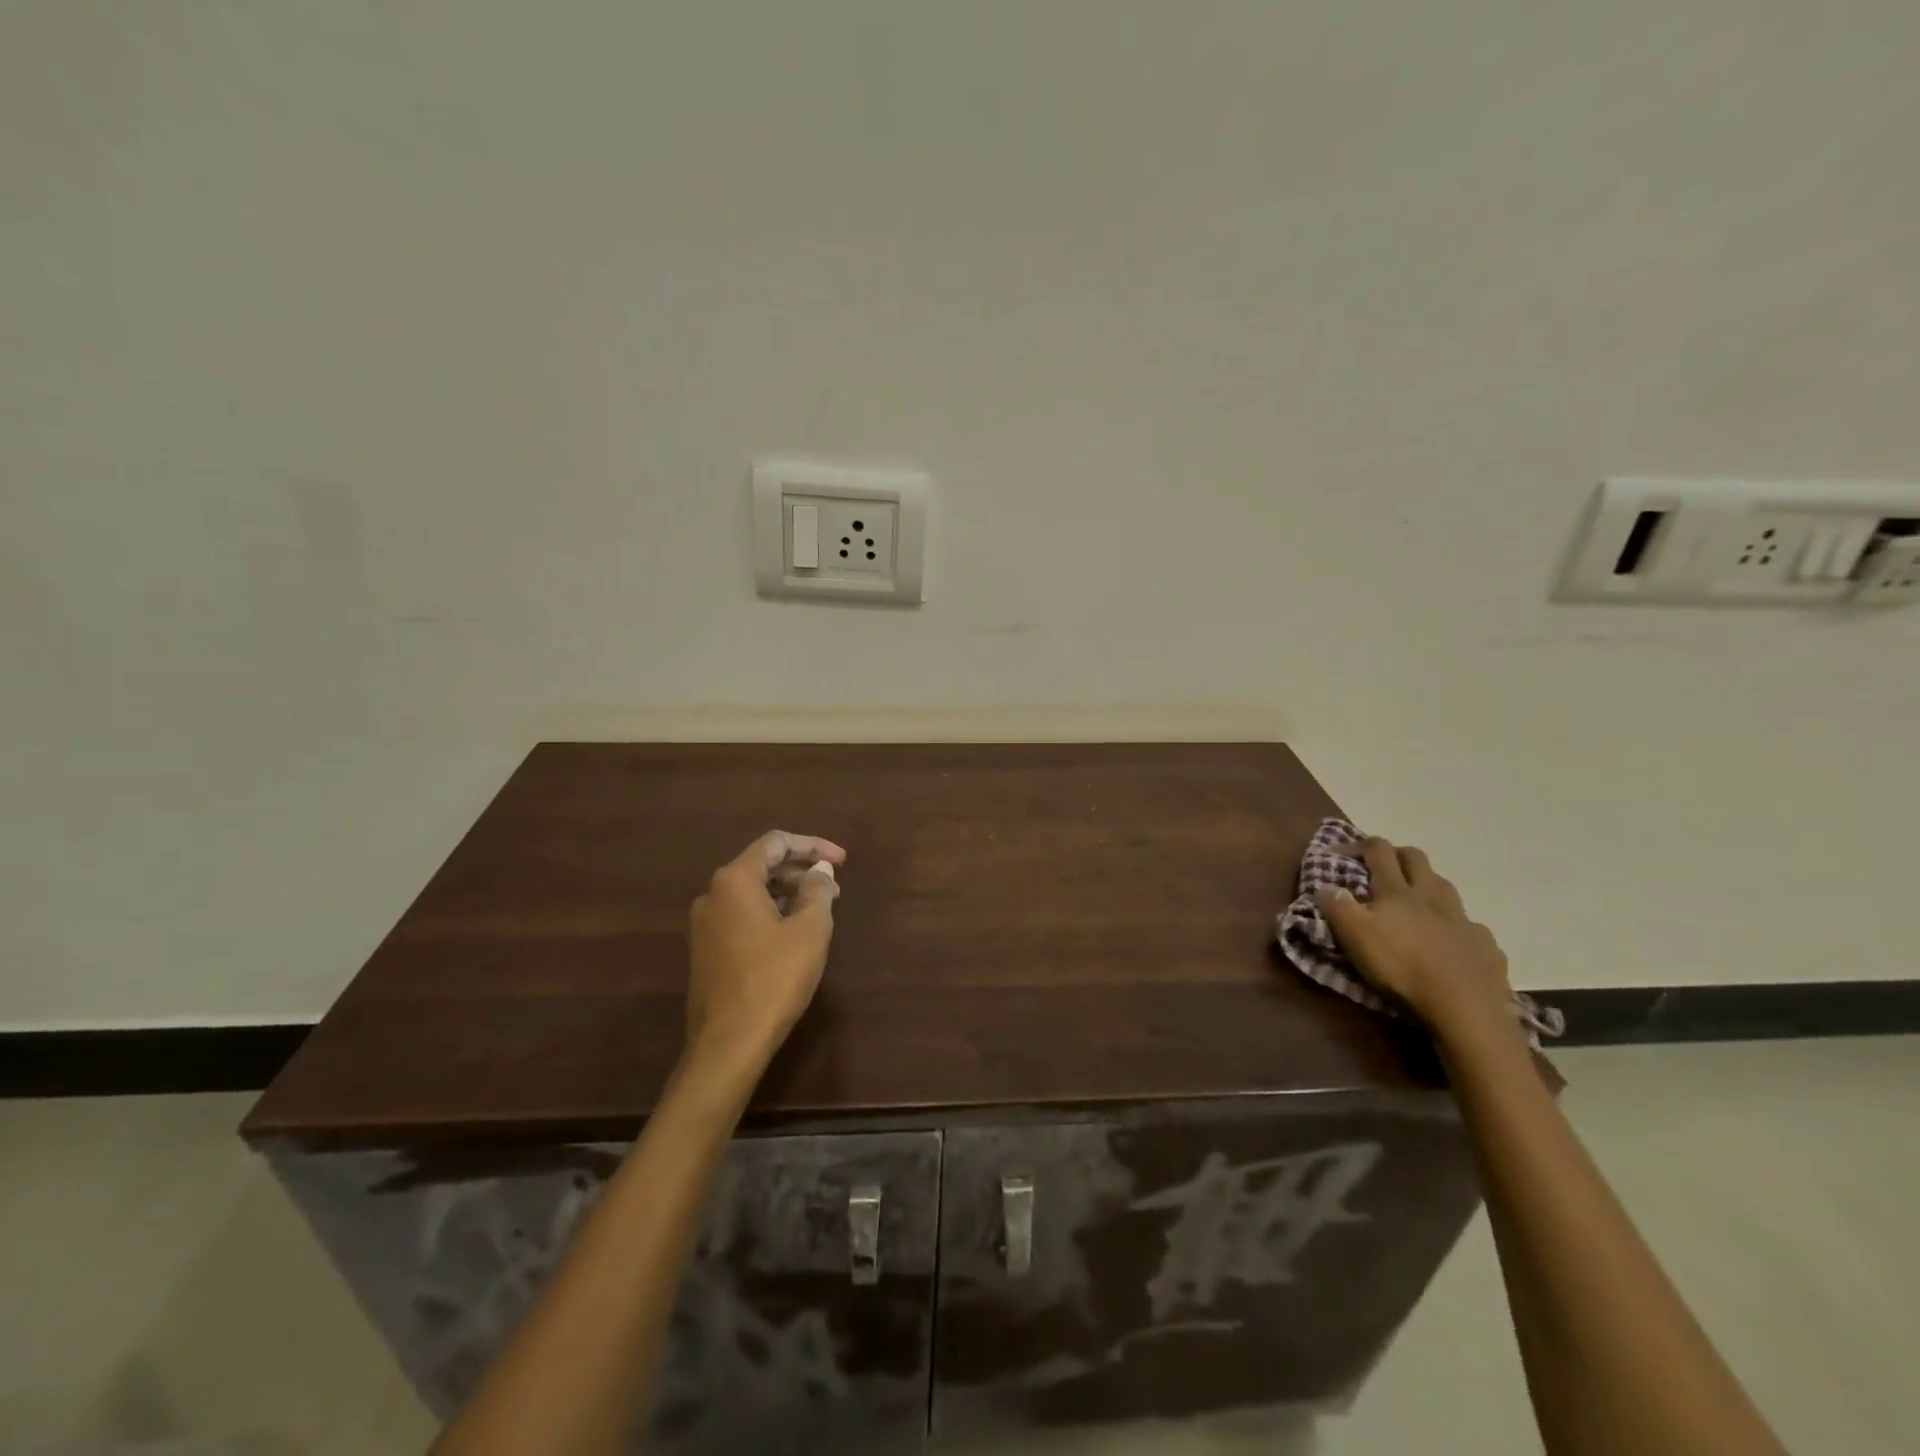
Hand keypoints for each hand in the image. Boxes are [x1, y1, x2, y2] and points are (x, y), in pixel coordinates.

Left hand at [685, 831, 845, 1072]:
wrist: (728, 1043)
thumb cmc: (774, 978)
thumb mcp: (809, 929)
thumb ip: (817, 890)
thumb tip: (819, 870)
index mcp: (734, 880)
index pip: (776, 843)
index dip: (813, 845)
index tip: (843, 860)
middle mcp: (713, 894)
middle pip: (762, 865)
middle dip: (802, 870)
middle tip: (835, 885)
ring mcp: (705, 925)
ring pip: (753, 892)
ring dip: (789, 893)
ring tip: (822, 908)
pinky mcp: (706, 951)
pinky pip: (743, 915)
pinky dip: (772, 913)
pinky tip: (795, 932)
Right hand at [1315, 837, 1513, 1037]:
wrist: (1465, 1007)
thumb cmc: (1401, 966)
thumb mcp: (1354, 935)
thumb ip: (1336, 906)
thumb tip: (1325, 885)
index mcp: (1397, 890)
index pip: (1379, 851)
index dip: (1359, 844)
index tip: (1340, 851)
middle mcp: (1432, 896)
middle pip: (1416, 859)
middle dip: (1398, 855)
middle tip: (1382, 866)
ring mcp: (1463, 919)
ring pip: (1446, 887)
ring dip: (1429, 885)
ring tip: (1417, 900)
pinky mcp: (1485, 945)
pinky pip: (1470, 926)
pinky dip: (1456, 926)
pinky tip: (1451, 942)